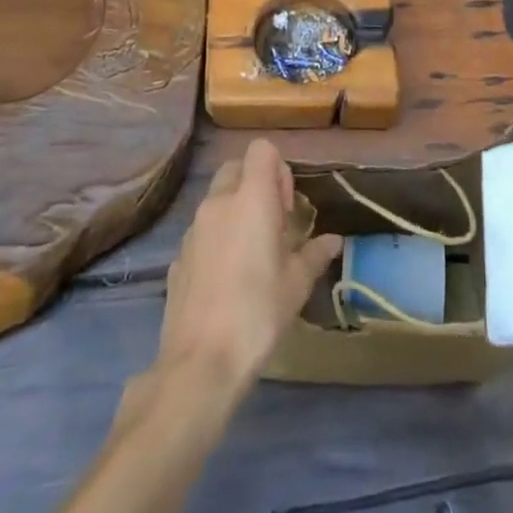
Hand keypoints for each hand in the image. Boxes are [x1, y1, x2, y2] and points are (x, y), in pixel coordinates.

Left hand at [157, 139, 342, 391]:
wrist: (200, 362)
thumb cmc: (258, 314)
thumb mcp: (296, 285)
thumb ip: (314, 254)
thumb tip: (334, 241)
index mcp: (251, 199)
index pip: (261, 150)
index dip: (278, 170)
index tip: (286, 208)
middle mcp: (218, 203)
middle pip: (236, 168)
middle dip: (255, 185)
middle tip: (272, 226)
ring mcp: (193, 228)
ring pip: (216, 199)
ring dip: (235, 211)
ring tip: (251, 255)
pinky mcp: (178, 256)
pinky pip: (201, 231)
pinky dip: (216, 239)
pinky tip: (226, 280)